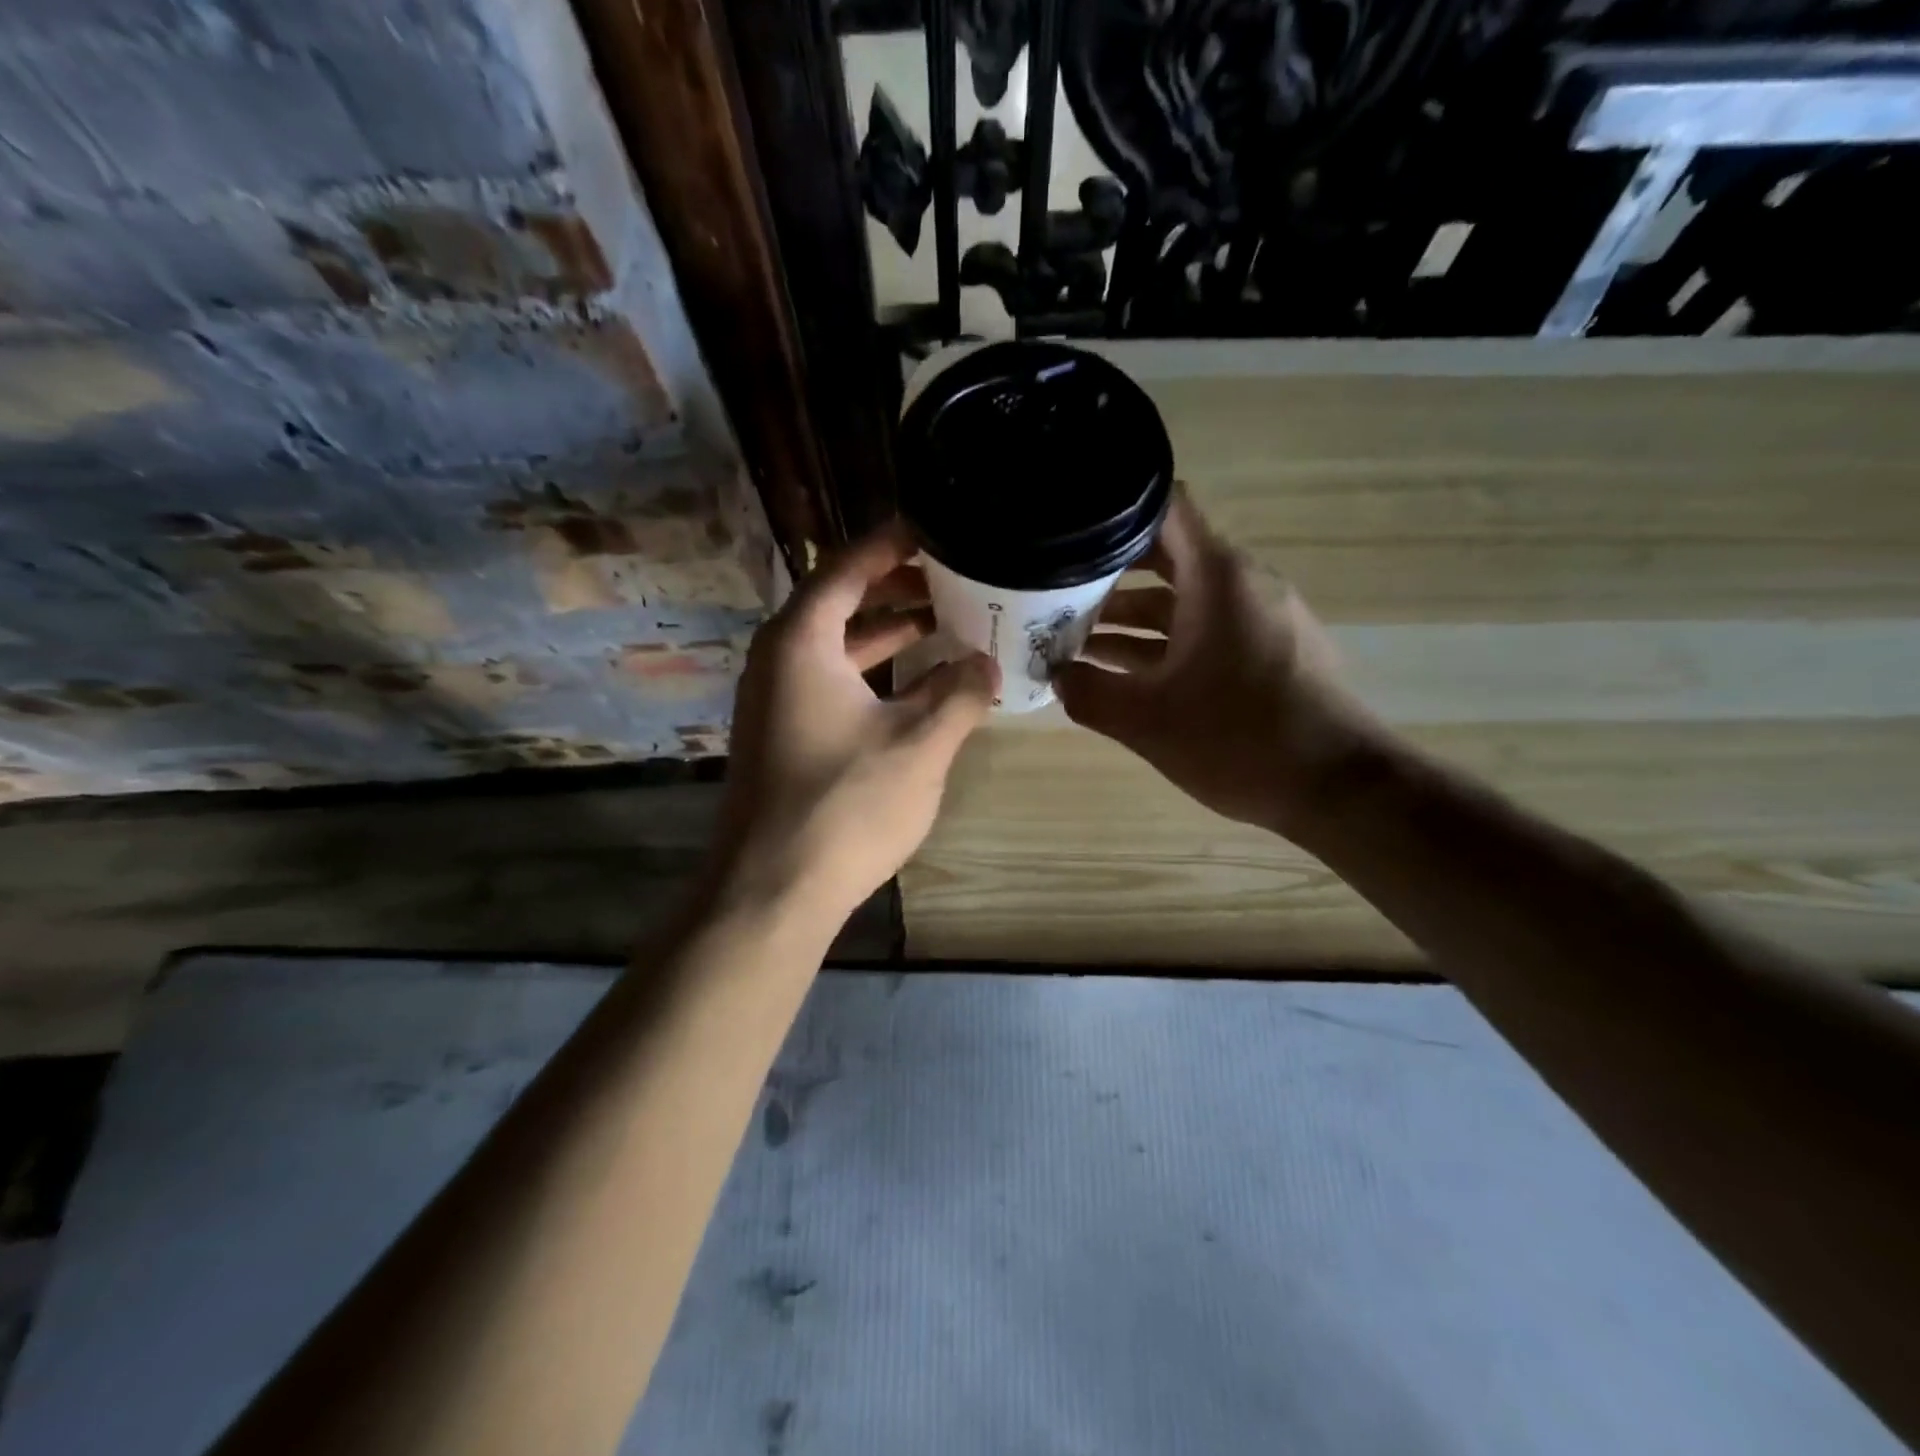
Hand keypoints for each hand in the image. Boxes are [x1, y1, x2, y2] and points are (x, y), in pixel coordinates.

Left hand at [711, 522, 998, 928]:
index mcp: (802, 642)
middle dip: (896, 588)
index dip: (890, 544)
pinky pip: (833, 684)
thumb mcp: (919, 743)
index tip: (933, 527)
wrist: (773, 890)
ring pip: (838, 649)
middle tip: (952, 577)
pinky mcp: (785, 737)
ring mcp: (777, 701)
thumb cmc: (845, 804)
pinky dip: (874, 675)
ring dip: (888, 635)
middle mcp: (779, 660)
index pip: (846, 568)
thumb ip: (959, 693)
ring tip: (945, 624)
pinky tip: (917, 687)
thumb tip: (987, 662)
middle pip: (840, 603)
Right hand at [1054, 488, 1382, 835]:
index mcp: (1218, 578)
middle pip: (1167, 556)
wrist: (1337, 788)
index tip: (1070, 531)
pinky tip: (1122, 673)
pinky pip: (1206, 630)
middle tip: (1055, 590)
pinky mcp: (1268, 651)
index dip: (1115, 512)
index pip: (1165, 508)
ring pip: (1184, 600)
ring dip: (1131, 617)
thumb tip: (1056, 676)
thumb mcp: (1146, 721)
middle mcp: (1242, 584)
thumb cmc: (1238, 741)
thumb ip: (1089, 693)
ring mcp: (1259, 618)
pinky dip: (1164, 643)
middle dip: (1109, 573)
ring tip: (1075, 639)